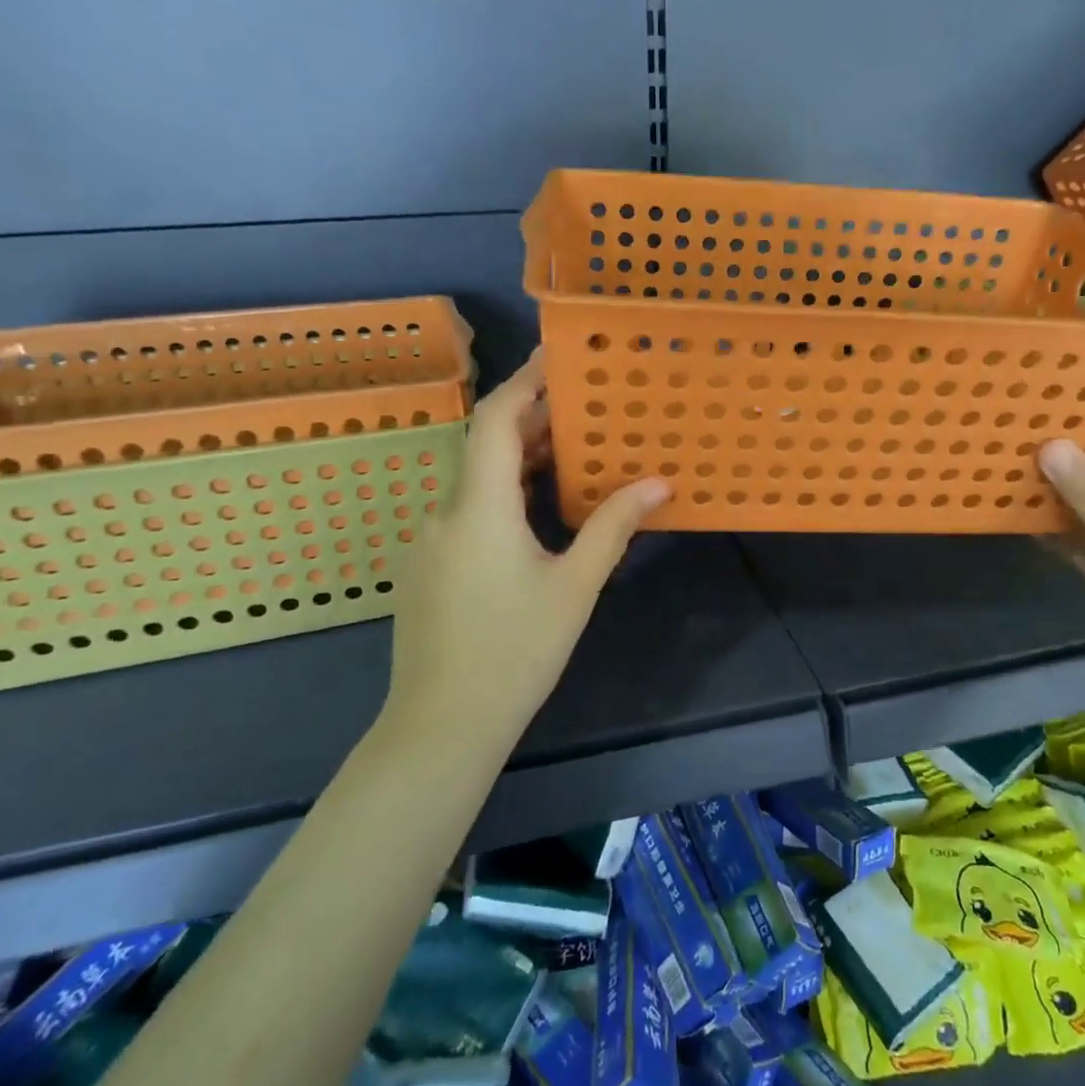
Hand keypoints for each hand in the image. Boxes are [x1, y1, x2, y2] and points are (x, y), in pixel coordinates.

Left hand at [390, 350, 669, 737]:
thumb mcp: (574, 586)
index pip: (494, 419)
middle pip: (483, 444)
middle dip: (530, 420)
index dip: (525, 381)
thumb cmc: (516, 652)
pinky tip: (534, 511)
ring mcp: (429, 540)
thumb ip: (613, 527)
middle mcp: (444, 512)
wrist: (442, 726)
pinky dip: (500, 493)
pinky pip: (465, 509)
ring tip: (567, 452)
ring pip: (473, 479)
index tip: (558, 359)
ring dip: (516, 459)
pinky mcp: (426, 567)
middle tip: (580, 407)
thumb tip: (658, 482)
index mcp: (478, 507)